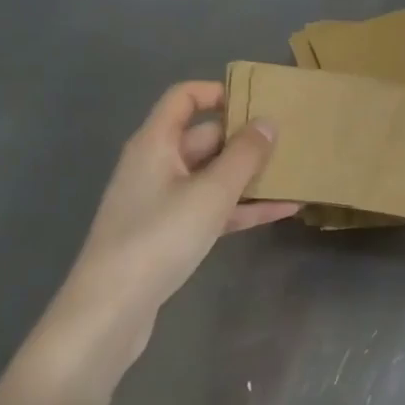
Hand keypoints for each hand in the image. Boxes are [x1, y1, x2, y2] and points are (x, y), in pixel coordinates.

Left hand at [32, 82, 296, 390]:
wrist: (109, 312)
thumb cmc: (159, 238)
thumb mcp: (211, 193)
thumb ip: (245, 155)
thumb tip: (268, 122)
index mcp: (156, 143)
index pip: (184, 97)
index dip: (218, 92)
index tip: (257, 101)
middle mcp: (157, 164)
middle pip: (205, 137)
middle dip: (246, 138)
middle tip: (290, 139)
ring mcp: (162, 201)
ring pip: (213, 175)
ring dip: (250, 176)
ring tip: (295, 172)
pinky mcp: (170, 233)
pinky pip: (212, 208)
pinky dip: (243, 208)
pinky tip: (284, 210)